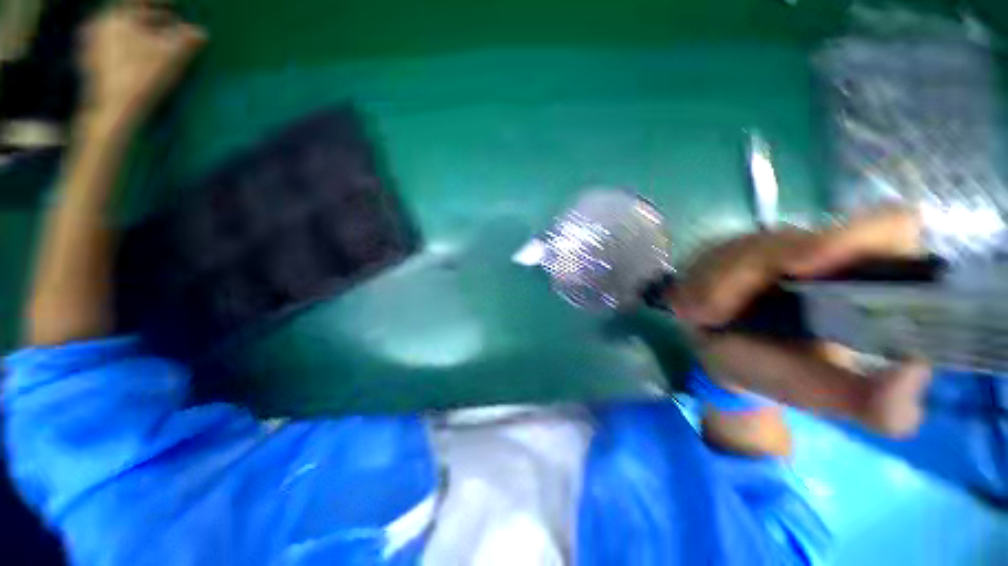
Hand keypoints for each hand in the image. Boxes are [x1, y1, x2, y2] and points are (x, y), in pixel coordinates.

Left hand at [79, 1, 205, 129]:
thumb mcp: (172, 56)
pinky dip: (128, 48)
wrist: (113, 110)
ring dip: (141, 34)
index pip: (143, 1)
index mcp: (117, 16)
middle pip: (131, 16)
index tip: (177, 5)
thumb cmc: (142, 77)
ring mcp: (91, 45)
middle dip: (153, 20)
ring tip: (158, 43)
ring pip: (122, 32)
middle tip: (172, 27)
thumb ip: (187, 40)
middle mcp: (100, 24)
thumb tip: (201, 33)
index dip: (162, 2)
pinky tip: (139, 57)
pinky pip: (112, 47)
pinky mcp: (90, 63)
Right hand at [672, 208, 931, 436]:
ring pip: (737, 247)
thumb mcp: (831, 397)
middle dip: (739, 278)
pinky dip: (696, 281)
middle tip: (708, 316)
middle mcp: (823, 250)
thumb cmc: (783, 376)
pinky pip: (708, 255)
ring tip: (699, 317)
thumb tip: (915, 371)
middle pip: (785, 240)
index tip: (802, 268)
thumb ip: (880, 406)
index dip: (851, 238)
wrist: (729, 360)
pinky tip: (694, 307)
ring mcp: (773, 245)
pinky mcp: (732, 248)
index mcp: (866, 278)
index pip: (886, 229)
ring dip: (711, 284)